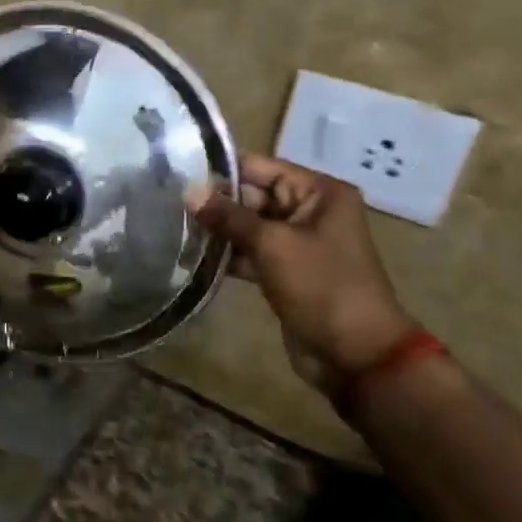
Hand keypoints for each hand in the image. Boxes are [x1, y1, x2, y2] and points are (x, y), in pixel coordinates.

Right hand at [193, 153, 414, 380]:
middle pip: (252, 195)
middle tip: (166, 200)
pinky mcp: (285, 271)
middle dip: (214, 201)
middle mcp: (309, 211)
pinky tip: (192, 256)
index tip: (176, 169)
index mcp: (318, 192)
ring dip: (217, 230)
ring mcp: (297, 243)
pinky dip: (226, 255)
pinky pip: (250, 253)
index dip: (220, 169)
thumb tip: (188, 192)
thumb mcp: (272, 244)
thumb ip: (228, 216)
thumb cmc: (321, 286)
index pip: (260, 167)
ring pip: (248, 226)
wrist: (356, 354)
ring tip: (172, 226)